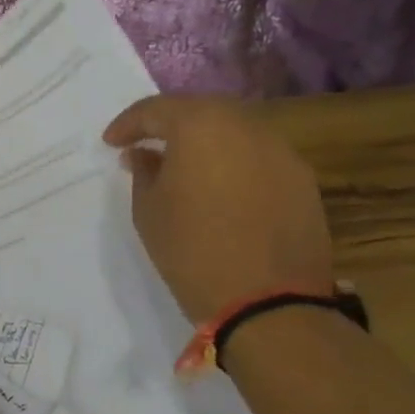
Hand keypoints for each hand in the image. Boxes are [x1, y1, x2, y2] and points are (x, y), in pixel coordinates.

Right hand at [103, 94, 333, 322]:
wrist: (268, 304)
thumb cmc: (192, 250)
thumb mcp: (148, 210)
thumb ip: (144, 171)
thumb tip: (144, 154)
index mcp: (200, 125)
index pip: (156, 109)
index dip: (128, 124)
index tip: (111, 143)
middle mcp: (245, 126)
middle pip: (200, 111)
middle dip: (170, 124)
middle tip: (146, 145)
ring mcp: (281, 152)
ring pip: (233, 131)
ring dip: (205, 142)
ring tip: (184, 167)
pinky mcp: (303, 181)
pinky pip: (258, 158)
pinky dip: (234, 163)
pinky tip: (221, 188)